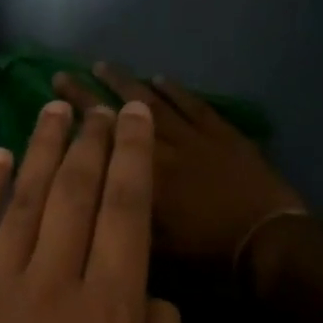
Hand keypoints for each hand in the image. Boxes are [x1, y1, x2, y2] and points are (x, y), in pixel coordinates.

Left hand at [0, 100, 186, 322]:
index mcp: (110, 313)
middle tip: (99, 104)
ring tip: (54, 111)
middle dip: (92, 141)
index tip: (133, 116)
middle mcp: (52, 287)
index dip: (131, 156)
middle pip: (76, 193)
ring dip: (41, 151)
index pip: (126, 209)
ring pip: (24, 203)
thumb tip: (148, 288)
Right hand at [53, 63, 304, 269]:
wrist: (268, 243)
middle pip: (122, 112)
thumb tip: (92, 205)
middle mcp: (164, 149)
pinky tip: (159, 78)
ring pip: (155, 101)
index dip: (77, 118)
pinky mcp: (223, 134)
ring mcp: (195, 137)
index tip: (54, 100)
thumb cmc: (208, 256)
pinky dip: (175, 90)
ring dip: (128, 83)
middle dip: (91, 92)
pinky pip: (194, 104)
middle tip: (64, 75)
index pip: (101, 141)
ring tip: (103, 66)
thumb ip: (121, 222)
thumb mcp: (153, 252)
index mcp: (143, 179)